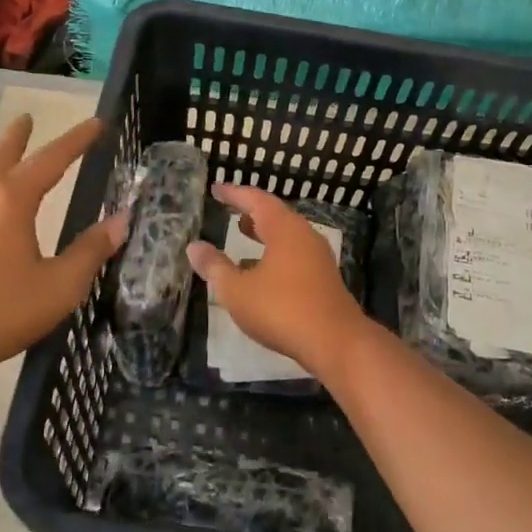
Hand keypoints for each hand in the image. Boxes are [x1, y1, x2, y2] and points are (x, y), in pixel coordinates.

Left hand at [0, 115, 125, 384]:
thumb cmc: (0, 311)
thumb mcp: (60, 285)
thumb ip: (91, 250)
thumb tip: (121, 221)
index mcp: (12, 200)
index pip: (52, 159)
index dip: (77, 140)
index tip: (96, 122)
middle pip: (3, 154)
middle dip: (19, 135)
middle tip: (27, 116)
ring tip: (9, 150)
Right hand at [185, 183, 375, 381]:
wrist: (336, 342)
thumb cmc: (281, 309)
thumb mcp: (237, 290)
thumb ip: (215, 267)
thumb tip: (194, 247)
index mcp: (284, 229)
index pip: (256, 200)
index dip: (234, 193)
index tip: (216, 188)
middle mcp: (304, 235)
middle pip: (275, 214)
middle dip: (251, 210)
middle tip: (230, 207)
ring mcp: (318, 256)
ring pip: (287, 234)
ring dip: (264, 230)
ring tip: (243, 231)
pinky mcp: (324, 277)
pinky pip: (295, 252)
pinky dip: (275, 250)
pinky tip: (262, 268)